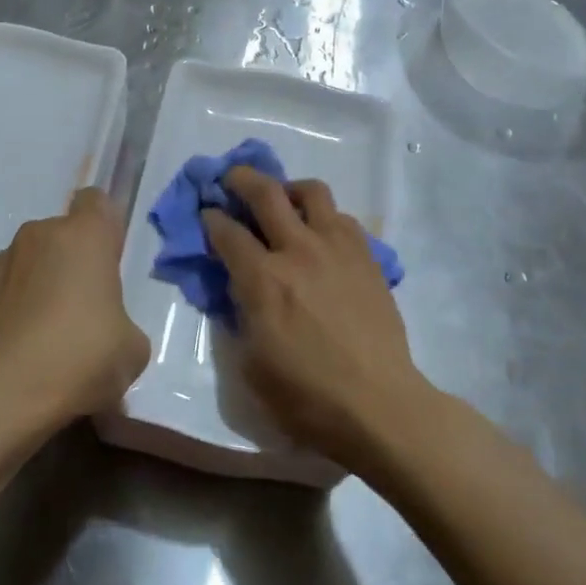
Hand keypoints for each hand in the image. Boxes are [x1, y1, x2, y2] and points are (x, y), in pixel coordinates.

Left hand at [0, 187, 149, 422]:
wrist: (8, 394)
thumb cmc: (83, 356)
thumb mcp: (132, 349)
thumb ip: (123, 325)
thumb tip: (109, 333)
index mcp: (85, 236)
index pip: (96, 201)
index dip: (104, 227)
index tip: (109, 260)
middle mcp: (40, 235)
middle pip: (62, 234)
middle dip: (72, 261)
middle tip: (84, 308)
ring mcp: (2, 262)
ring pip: (31, 260)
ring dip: (41, 282)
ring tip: (48, 333)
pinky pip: (5, 290)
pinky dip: (14, 307)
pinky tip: (22, 346)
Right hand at [202, 167, 430, 465]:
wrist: (379, 405)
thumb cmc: (307, 397)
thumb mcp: (252, 364)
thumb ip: (240, 315)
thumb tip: (239, 287)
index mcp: (264, 280)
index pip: (228, 232)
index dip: (211, 218)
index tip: (206, 214)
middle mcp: (299, 250)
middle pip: (266, 192)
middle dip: (242, 179)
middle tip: (232, 179)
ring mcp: (337, 248)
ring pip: (312, 191)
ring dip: (289, 188)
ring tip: (283, 200)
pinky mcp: (367, 257)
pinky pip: (342, 218)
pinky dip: (325, 216)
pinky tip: (320, 235)